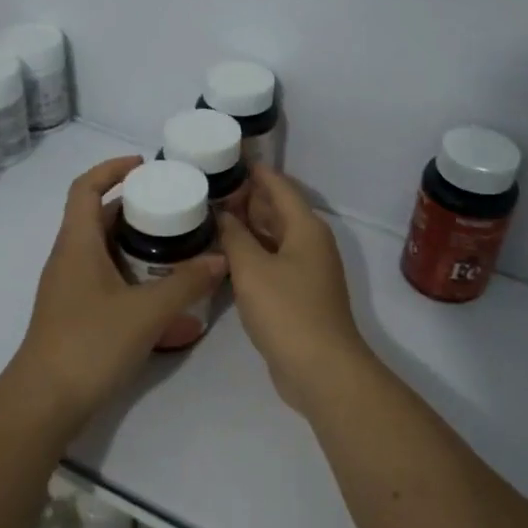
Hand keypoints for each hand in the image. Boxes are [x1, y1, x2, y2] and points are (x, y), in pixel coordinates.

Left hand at [6, 157, 226, 430]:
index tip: (145, 165)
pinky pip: (107, 278)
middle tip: (176, 208)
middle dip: (137, 208)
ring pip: (105, 250)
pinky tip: (163, 292)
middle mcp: (69, 258)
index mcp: (77, 243)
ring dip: (138, 244)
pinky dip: (133, 274)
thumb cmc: (90, 344)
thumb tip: (221, 259)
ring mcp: (70, 288)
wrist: (45, 402)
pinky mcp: (76, 313)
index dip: (111, 168)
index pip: (85, 188)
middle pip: (100, 218)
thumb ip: (186, 284)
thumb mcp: (147, 312)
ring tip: (178, 245)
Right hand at [217, 167, 372, 417]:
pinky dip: (251, 253)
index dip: (254, 171)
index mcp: (305, 227)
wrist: (320, 368)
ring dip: (247, 227)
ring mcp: (306, 270)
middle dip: (246, 198)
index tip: (226, 158)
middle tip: (207, 189)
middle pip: (277, 210)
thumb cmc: (286, 310)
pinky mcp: (299, 294)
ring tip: (210, 217)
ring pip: (273, 237)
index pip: (278, 186)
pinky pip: (272, 261)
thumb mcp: (252, 269)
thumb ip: (234, 236)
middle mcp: (310, 243)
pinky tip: (225, 255)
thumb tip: (222, 213)